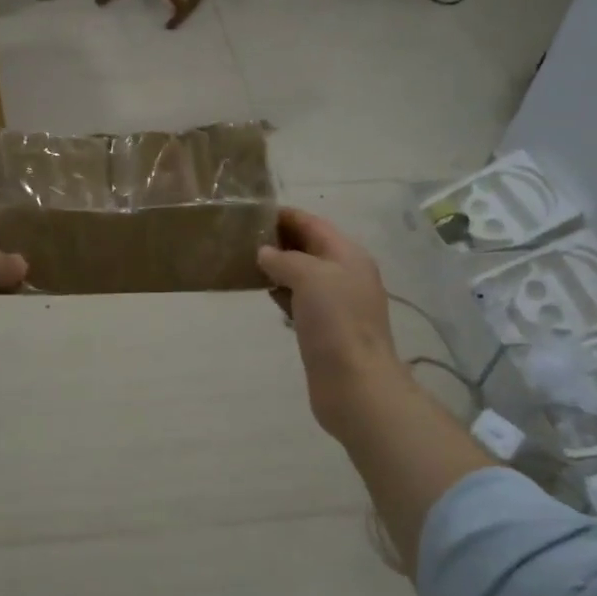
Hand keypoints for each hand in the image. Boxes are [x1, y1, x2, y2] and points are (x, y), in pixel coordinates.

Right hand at [259, 208, 413, 438]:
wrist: (355, 384)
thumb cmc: (336, 323)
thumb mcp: (310, 277)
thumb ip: (285, 259)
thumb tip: (264, 254)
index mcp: (348, 255)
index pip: (314, 224)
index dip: (286, 215)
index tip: (252, 211)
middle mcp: (345, 274)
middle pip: (309, 247)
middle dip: (280, 239)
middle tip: (241, 236)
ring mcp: (336, 303)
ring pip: (303, 274)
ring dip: (278, 266)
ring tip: (244, 260)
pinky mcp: (324, 328)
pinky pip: (300, 299)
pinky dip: (282, 292)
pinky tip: (262, 292)